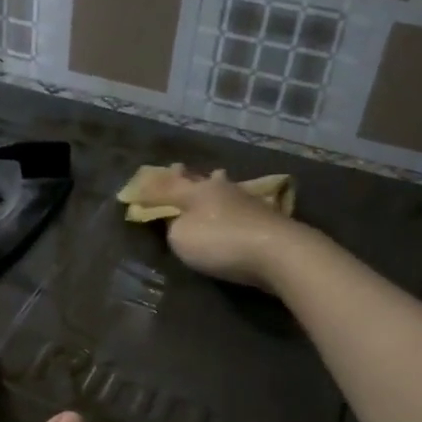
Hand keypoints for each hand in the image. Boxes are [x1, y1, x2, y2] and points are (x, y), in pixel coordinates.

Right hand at [130, 167, 309, 289]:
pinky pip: (243, 206)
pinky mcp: (268, 217)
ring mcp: (248, 201)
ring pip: (226, 188)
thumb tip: (176, 218)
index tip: (144, 181)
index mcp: (196, 191)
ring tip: (214, 182)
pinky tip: (238, 208)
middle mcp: (222, 189)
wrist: (278, 252)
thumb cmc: (220, 242)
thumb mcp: (181, 237)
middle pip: (201, 179)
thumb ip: (172, 226)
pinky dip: (235, 205)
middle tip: (180, 170)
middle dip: (189, 176)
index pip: (169, 185)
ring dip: (216, 186)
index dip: (154, 187)